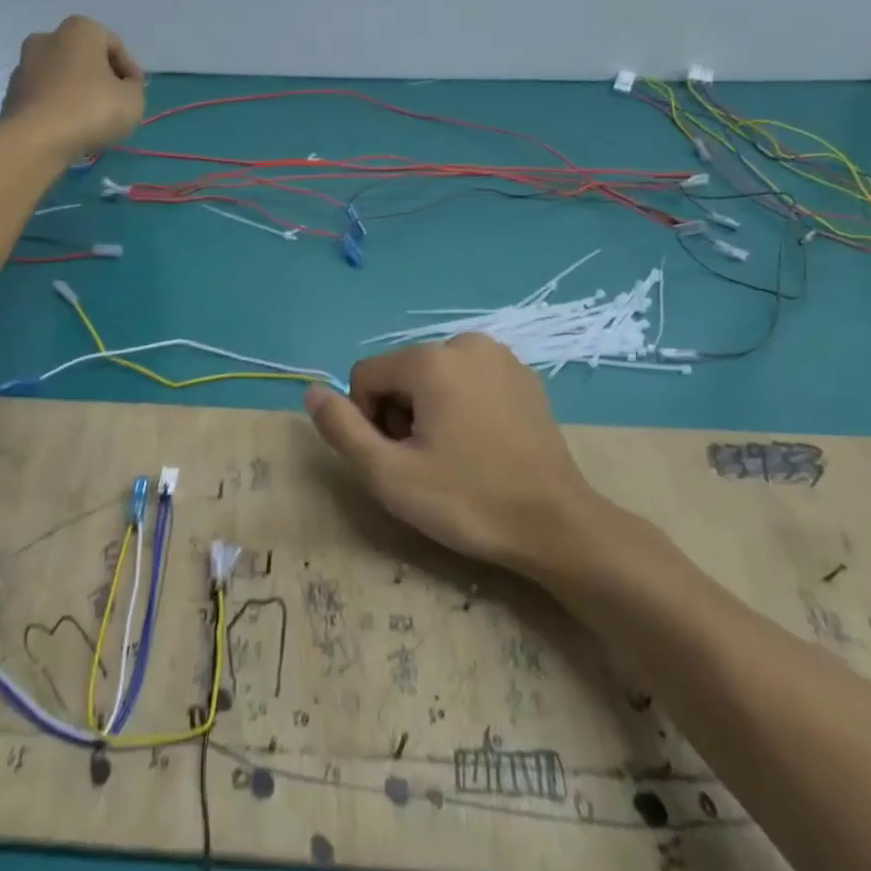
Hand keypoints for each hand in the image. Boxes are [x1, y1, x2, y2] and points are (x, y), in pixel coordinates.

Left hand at [1, 16, 145, 160]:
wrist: (36, 139)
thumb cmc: (91, 110)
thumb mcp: (133, 101)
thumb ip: (134, 88)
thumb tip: (124, 87)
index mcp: (80, 30)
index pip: (114, 45)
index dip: (130, 70)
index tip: (137, 93)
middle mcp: (48, 37)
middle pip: (84, 57)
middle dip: (100, 77)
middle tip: (115, 104)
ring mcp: (24, 64)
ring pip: (61, 76)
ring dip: (77, 91)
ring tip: (91, 119)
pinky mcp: (12, 93)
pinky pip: (45, 96)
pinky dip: (57, 106)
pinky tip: (68, 127)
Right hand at [304, 334, 615, 585]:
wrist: (558, 526)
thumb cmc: (468, 501)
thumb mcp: (388, 475)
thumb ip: (341, 429)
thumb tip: (311, 391)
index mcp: (431, 360)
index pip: (365, 377)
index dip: (368, 421)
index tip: (398, 458)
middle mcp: (466, 343)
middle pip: (400, 375)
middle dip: (400, 415)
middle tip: (427, 463)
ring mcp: (501, 358)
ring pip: (433, 378)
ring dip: (429, 412)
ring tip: (455, 456)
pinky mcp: (524, 378)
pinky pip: (468, 382)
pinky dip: (461, 407)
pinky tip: (483, 447)